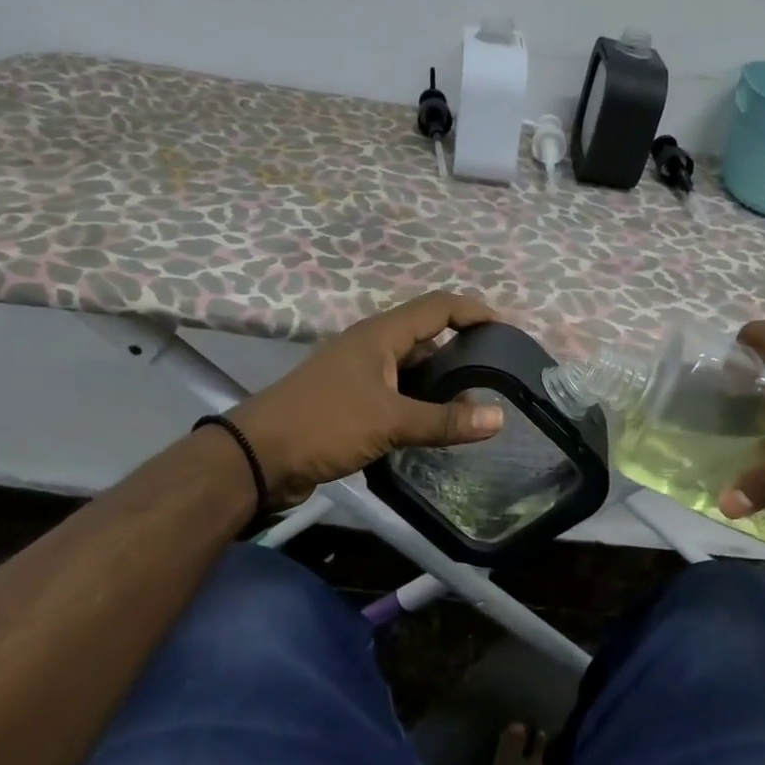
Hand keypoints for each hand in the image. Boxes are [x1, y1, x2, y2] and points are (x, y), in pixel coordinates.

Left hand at [229, 293, 505, 505]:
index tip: (506, 328)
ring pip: (411, 368)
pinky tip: (437, 424)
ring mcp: (359, 374)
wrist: (259, 456)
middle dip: (462, 348)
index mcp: (380, 335)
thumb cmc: (325, 424)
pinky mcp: (350, 402)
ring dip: (440, 380)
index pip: (437, 307)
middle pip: (425, 336)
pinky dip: (420, 403)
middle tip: (497, 371)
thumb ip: (444, 420)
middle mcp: (371, 347)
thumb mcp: (390, 421)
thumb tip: (499, 418)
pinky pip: (396, 394)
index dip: (473, 310)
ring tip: (476, 401)